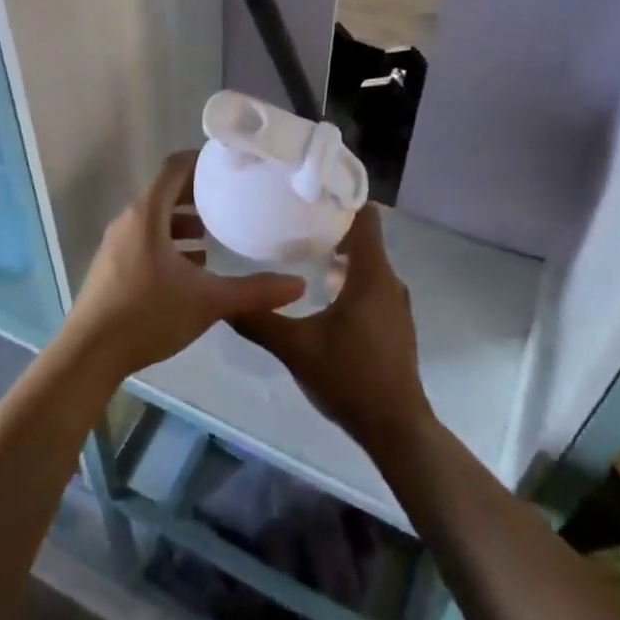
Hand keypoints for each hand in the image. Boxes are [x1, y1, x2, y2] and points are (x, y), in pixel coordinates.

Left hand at [62, 150, 305, 380]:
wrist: (89, 354)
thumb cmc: (148, 315)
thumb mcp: (208, 301)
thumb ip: (255, 292)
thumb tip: (299, 284)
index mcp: (147, 215)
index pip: (174, 167)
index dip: (201, 160)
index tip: (229, 163)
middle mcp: (129, 221)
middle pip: (165, 192)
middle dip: (197, 194)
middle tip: (231, 200)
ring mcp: (116, 244)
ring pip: (154, 220)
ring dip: (182, 222)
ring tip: (213, 236)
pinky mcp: (112, 267)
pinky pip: (144, 240)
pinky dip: (168, 243)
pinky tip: (190, 268)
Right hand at [230, 206, 432, 459]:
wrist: (395, 428)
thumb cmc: (349, 378)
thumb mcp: (295, 348)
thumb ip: (259, 321)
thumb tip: (224, 300)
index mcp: (371, 276)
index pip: (365, 217)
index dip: (341, 199)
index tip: (309, 191)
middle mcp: (388, 282)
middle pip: (364, 238)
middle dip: (331, 227)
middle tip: (293, 220)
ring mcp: (395, 304)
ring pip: (367, 264)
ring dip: (339, 255)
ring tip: (301, 253)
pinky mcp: (393, 323)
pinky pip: (371, 285)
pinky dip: (349, 278)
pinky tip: (321, 293)